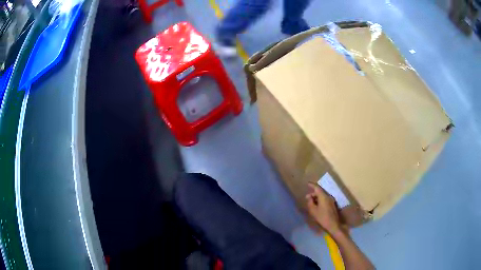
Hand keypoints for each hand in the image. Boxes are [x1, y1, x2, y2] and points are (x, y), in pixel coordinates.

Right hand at [306, 182, 341, 234]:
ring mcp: (331, 201)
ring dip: (317, 197)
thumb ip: (310, 202)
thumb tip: (309, 196)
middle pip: (320, 192)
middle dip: (313, 193)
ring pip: (323, 196)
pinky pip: (325, 199)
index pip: (317, 188)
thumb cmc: (322, 218)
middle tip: (307, 198)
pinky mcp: (332, 205)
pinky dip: (320, 200)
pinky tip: (316, 206)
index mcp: (324, 197)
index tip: (307, 184)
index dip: (312, 185)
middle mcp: (328, 197)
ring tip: (311, 202)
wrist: (333, 225)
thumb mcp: (313, 211)